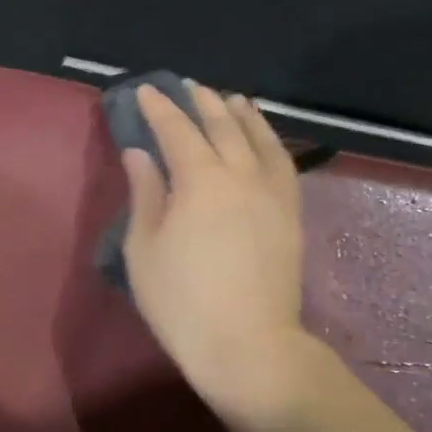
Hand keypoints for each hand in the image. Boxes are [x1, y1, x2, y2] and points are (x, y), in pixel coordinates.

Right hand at [121, 81, 313, 431]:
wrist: (247, 344)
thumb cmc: (181, 300)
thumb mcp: (144, 248)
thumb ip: (145, 193)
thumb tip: (141, 153)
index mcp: (200, 180)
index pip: (177, 130)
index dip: (159, 108)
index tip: (145, 90)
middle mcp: (241, 175)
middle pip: (222, 126)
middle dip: (202, 102)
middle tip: (186, 86)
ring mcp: (272, 194)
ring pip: (260, 139)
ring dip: (242, 114)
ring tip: (231, 99)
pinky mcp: (290, 215)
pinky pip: (283, 164)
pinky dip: (271, 142)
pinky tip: (265, 141)